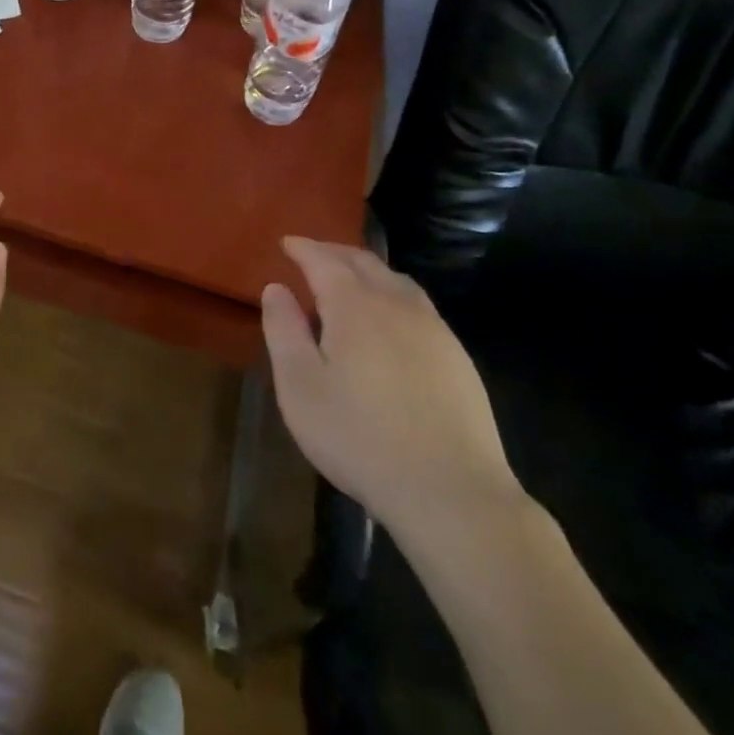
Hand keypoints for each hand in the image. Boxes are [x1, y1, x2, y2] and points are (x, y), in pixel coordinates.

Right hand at [263, 238, 526, 546]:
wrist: (450, 491)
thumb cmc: (359, 437)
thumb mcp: (300, 386)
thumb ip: (284, 330)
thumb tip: (275, 288)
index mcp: (355, 306)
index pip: (324, 261)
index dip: (303, 248)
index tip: (286, 243)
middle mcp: (397, 305)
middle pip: (364, 263)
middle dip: (335, 252)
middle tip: (313, 254)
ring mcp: (434, 330)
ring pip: (397, 281)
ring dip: (368, 270)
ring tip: (350, 278)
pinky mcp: (457, 358)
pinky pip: (419, 306)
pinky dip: (394, 294)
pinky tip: (391, 319)